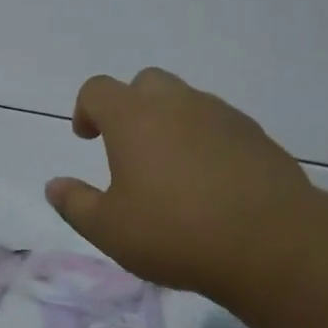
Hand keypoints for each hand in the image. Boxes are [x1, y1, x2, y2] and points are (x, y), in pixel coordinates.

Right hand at [45, 68, 319, 300]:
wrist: (273, 242)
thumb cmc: (176, 232)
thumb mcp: (109, 229)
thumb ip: (75, 204)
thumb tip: (55, 185)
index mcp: (133, 117)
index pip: (97, 90)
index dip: (85, 110)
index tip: (87, 138)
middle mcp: (177, 103)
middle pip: (145, 84)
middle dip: (130, 107)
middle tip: (128, 148)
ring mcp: (221, 115)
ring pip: (186, 102)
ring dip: (170, 123)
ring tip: (171, 170)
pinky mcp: (256, 136)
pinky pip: (219, 125)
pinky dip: (205, 140)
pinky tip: (210, 182)